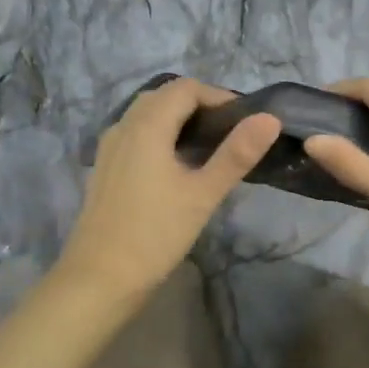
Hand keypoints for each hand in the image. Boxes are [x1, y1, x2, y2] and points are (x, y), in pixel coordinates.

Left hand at [56, 78, 280, 302]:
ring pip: (146, 114)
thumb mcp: (203, 194)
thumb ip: (237, 154)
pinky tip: (176, 165)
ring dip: (177, 118)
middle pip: (164, 96)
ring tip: (208, 146)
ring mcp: (109, 147)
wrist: (99, 278)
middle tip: (229, 132)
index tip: (244, 120)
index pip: (186, 89)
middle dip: (198, 104)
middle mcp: (124, 126)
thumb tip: (269, 118)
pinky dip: (159, 134)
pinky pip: (135, 133)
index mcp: (147, 125)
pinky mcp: (104, 167)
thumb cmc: (155, 234)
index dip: (218, 96)